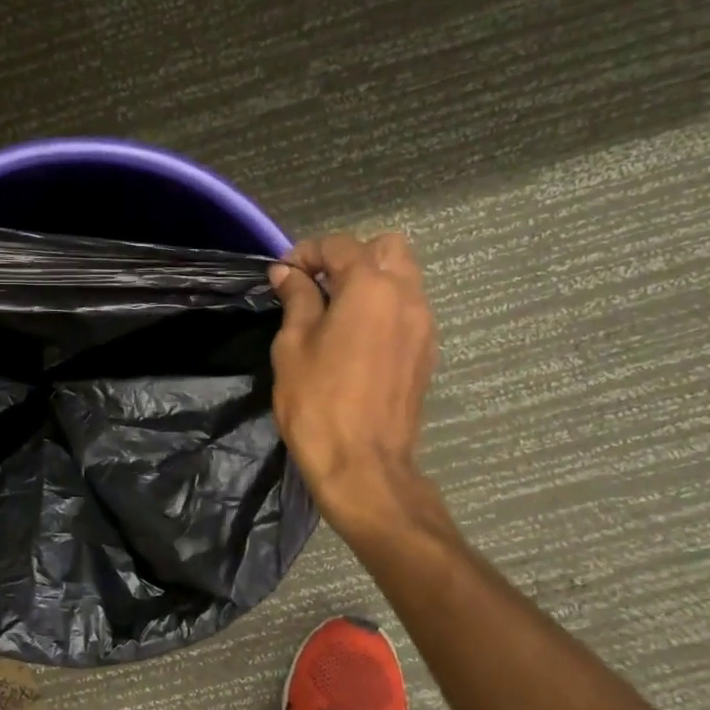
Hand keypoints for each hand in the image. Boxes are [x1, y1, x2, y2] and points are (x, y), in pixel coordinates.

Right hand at [269, 233, 441, 542]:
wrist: (362, 464)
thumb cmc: (317, 402)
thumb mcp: (293, 346)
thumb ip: (296, 299)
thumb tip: (287, 273)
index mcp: (370, 288)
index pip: (340, 245)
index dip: (306, 252)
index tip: (282, 275)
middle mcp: (407, 295)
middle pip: (387, 247)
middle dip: (349, 256)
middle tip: (317, 284)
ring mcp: (424, 324)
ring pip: (403, 276)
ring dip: (370, 280)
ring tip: (335, 309)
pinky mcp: (427, 351)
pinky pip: (408, 308)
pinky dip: (384, 306)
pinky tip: (356, 336)